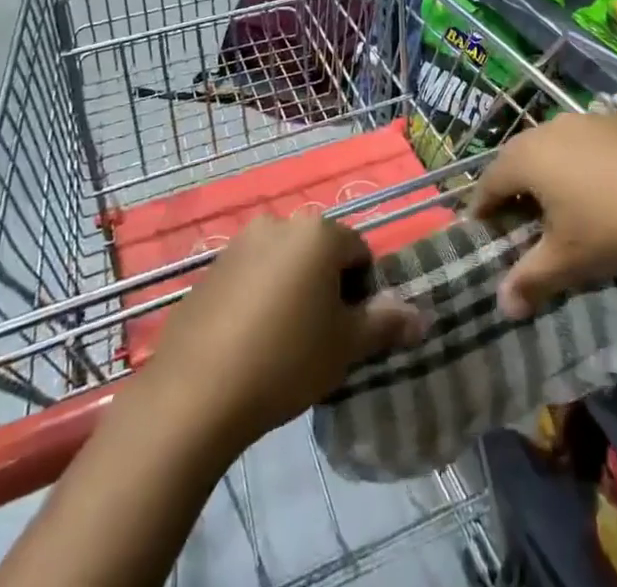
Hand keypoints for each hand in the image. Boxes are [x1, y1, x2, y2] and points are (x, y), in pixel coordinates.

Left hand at [143, 214, 425, 451]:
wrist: (195, 393)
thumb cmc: (285, 359)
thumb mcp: (346, 346)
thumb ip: (386, 324)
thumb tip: (421, 317)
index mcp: (318, 232)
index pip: (359, 252)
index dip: (362, 293)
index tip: (349, 332)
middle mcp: (280, 223)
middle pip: (320, 253)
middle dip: (326, 288)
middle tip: (320, 338)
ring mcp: (240, 243)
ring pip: (284, 263)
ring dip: (293, 291)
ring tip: (284, 343)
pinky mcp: (210, 269)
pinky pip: (251, 277)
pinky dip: (259, 299)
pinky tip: (250, 342)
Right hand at [471, 112, 616, 318]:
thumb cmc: (615, 229)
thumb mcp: (568, 262)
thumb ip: (528, 281)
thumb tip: (502, 305)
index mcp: (527, 157)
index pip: (488, 182)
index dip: (482, 210)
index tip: (484, 234)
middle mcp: (550, 128)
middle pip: (519, 158)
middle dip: (514, 189)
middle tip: (521, 222)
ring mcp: (587, 118)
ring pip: (553, 146)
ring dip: (549, 172)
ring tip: (563, 205)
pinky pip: (587, 140)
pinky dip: (583, 162)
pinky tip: (604, 188)